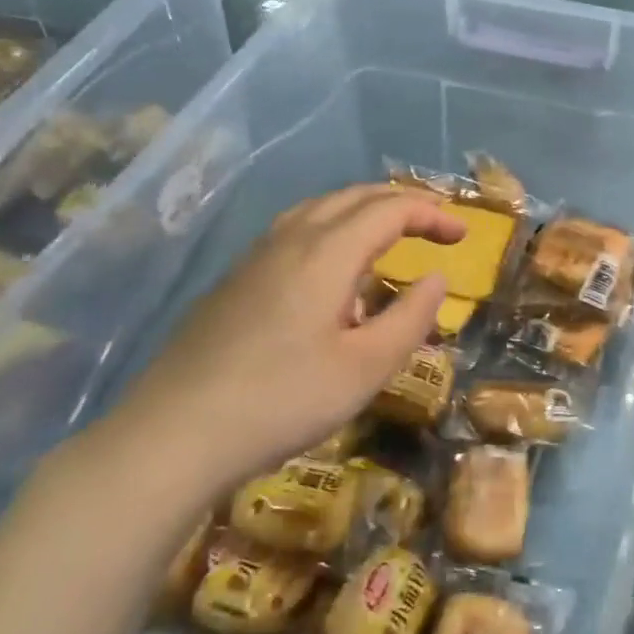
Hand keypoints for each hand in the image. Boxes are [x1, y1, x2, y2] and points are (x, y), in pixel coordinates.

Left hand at [83, 185, 462, 502]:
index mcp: (326, 253)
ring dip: (363, 212)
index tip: (462, 236)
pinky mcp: (234, 281)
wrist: (172, 435)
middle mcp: (290, 240)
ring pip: (319, 210)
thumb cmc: (282, 401)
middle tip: (435, 226)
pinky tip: (332, 270)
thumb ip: (410, 318)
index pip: (389, 209)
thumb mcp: (365, 369)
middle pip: (353, 198)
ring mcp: (255, 258)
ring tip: (389, 236)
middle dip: (401, 204)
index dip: (431, 214)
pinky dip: (332, 230)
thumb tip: (437, 279)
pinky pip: (294, 232)